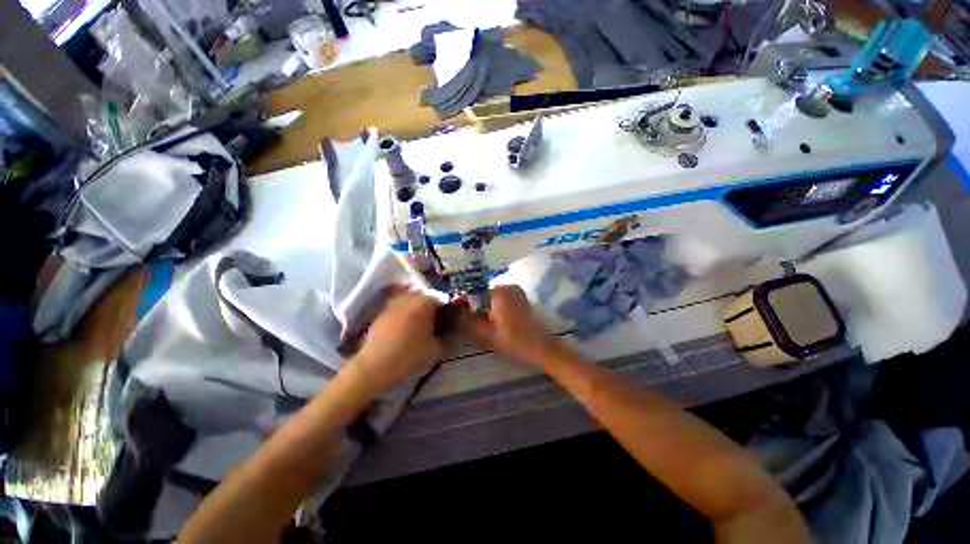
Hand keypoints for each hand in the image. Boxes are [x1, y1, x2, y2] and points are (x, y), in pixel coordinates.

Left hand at [353, 287, 444, 392]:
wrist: (374, 367)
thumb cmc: (410, 355)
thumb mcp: (437, 350)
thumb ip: (448, 338)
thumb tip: (451, 332)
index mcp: (424, 302)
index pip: (442, 300)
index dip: (448, 311)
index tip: (450, 323)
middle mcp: (408, 298)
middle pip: (426, 299)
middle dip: (432, 310)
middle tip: (436, 325)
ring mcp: (393, 304)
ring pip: (411, 303)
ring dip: (418, 312)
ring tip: (421, 329)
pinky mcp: (381, 314)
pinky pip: (399, 310)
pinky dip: (405, 317)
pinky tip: (405, 332)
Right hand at [465, 285, 566, 366]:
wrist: (541, 347)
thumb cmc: (514, 341)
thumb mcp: (487, 334)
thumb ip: (468, 322)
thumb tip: (454, 314)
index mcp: (499, 292)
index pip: (474, 292)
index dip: (465, 303)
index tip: (459, 315)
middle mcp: (508, 287)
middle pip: (483, 293)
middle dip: (475, 305)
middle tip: (469, 320)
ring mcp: (516, 292)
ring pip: (493, 297)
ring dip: (485, 306)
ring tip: (481, 322)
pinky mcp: (521, 299)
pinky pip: (502, 299)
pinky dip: (495, 306)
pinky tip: (494, 320)